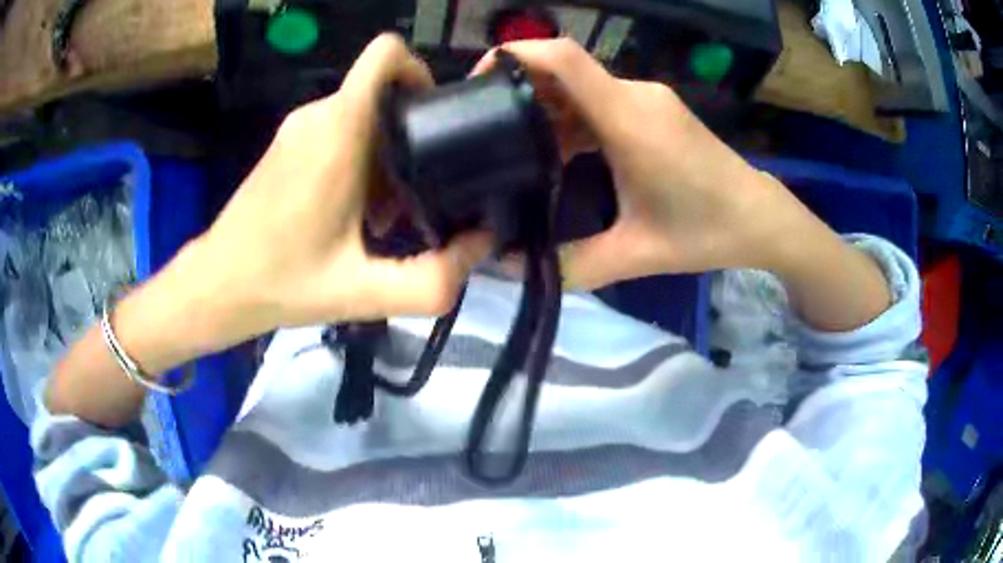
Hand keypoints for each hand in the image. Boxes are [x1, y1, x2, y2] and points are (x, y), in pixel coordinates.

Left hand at [181, 35, 490, 346]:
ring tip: (385, 212)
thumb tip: (482, 243)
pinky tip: (354, 212)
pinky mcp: (286, 144)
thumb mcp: (365, 293)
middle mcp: (318, 115)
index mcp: (340, 130)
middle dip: (413, 131)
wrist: (218, 286)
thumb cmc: (282, 283)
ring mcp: (298, 128)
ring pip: (362, 113)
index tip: (439, 122)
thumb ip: (434, 278)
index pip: (387, 54)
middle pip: (383, 90)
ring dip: (387, 152)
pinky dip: (359, 159)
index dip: (422, 72)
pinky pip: (338, 130)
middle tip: (416, 192)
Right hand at [475, 40, 812, 289]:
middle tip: (482, 129)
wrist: (759, 217)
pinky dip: (571, 119)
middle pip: (563, 70)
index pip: (562, 58)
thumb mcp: (638, 255)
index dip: (514, 55)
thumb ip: (573, 264)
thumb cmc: (707, 232)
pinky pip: (599, 101)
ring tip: (513, 147)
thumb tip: (512, 267)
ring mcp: (646, 100)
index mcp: (629, 119)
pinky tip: (558, 153)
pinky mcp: (652, 110)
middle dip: (519, 90)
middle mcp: (635, 96)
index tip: (478, 81)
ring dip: (546, 109)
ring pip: (580, 87)